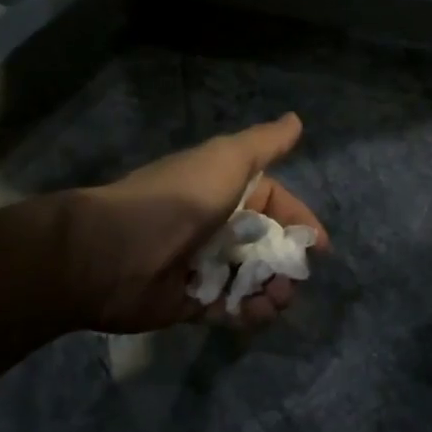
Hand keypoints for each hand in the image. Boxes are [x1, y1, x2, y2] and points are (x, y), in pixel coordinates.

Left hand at [59, 113, 329, 332]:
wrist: (113, 252)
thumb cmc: (177, 200)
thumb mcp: (226, 160)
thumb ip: (264, 144)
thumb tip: (296, 119)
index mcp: (225, 191)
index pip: (274, 205)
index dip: (299, 222)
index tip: (319, 246)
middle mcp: (216, 226)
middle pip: (267, 246)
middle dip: (288, 263)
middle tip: (295, 279)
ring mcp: (203, 266)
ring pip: (253, 280)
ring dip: (273, 292)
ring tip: (276, 299)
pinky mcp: (191, 302)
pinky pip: (230, 308)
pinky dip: (248, 312)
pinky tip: (255, 313)